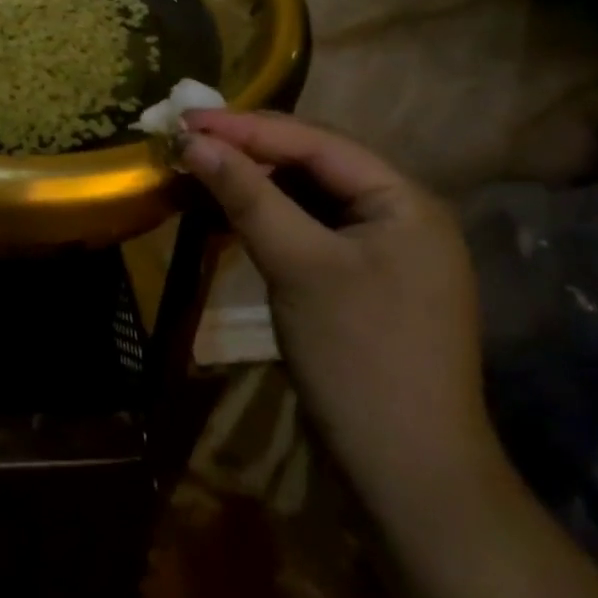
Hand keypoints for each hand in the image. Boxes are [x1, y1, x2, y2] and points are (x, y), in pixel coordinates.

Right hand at [180, 111, 493, 510]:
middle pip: (315, 163)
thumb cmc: (359, 359)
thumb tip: (193, 140)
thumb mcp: (299, 267)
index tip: (186, 118)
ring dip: (257, 183)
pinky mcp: (362, 280)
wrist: (410, 480)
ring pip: (310, 196)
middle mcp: (400, 213)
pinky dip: (270, 218)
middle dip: (251, 150)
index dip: (248, 127)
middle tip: (188, 139)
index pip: (317, 142)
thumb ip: (248, 196)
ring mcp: (383, 250)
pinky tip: (233, 213)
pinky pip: (311, 230)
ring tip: (202, 168)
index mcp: (404, 199)